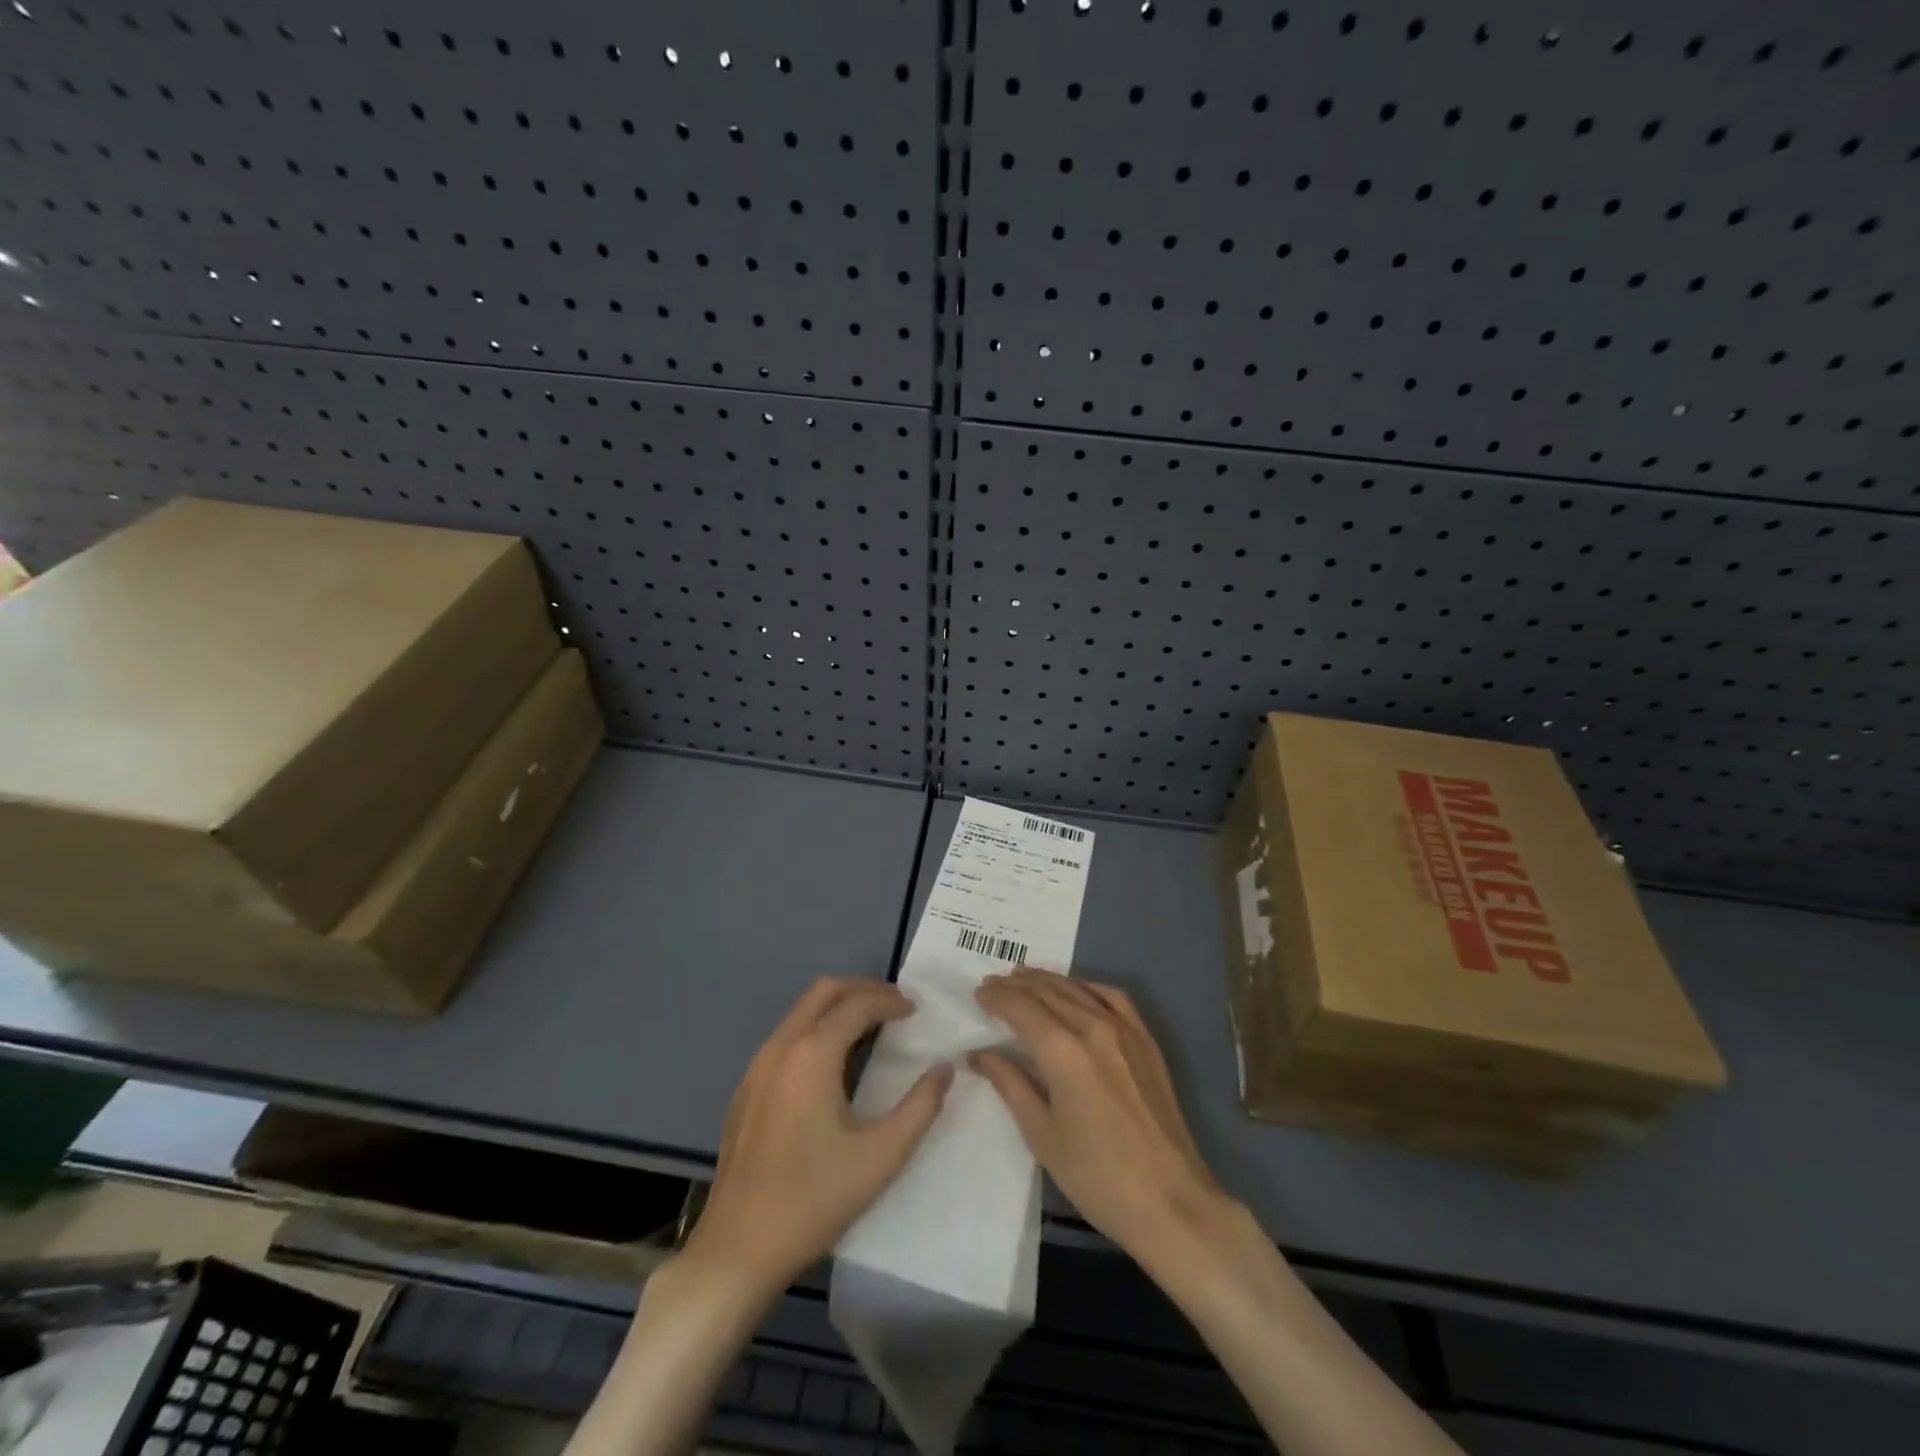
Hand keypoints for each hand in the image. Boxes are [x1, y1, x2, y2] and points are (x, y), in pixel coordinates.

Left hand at [682, 977, 953, 1297]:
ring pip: (801, 1011)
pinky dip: (816, 1030)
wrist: (737, 1250)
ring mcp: (757, 1066)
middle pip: (824, 991)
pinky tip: (833, 1065)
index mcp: (812, 1054)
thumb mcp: (881, 1157)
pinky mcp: (746, 1089)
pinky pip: (786, 1037)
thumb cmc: (814, 1200)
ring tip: (872, 1029)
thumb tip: (945, 1069)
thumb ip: (920, 1107)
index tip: (917, 1012)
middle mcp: (780, 1047)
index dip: (890, 1001)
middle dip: (863, 990)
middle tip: (896, 1008)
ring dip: (838, 1008)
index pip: (857, 1004)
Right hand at [972, 967, 1230, 1269]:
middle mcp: (1093, 1027)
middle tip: (992, 983)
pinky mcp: (1145, 1040)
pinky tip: (1076, 989)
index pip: (1021, 1007)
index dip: (996, 997)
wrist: (1170, 1202)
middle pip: (1047, 992)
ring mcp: (1124, 1030)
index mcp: (1063, 1051)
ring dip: (1047, 980)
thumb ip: (1010, 1084)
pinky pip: (1113, 997)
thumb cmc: (1096, 1176)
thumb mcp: (1042, 1135)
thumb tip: (980, 1053)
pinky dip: (1087, 986)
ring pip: (1078, 989)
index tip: (977, 993)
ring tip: (1023, 977)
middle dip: (1016, 985)